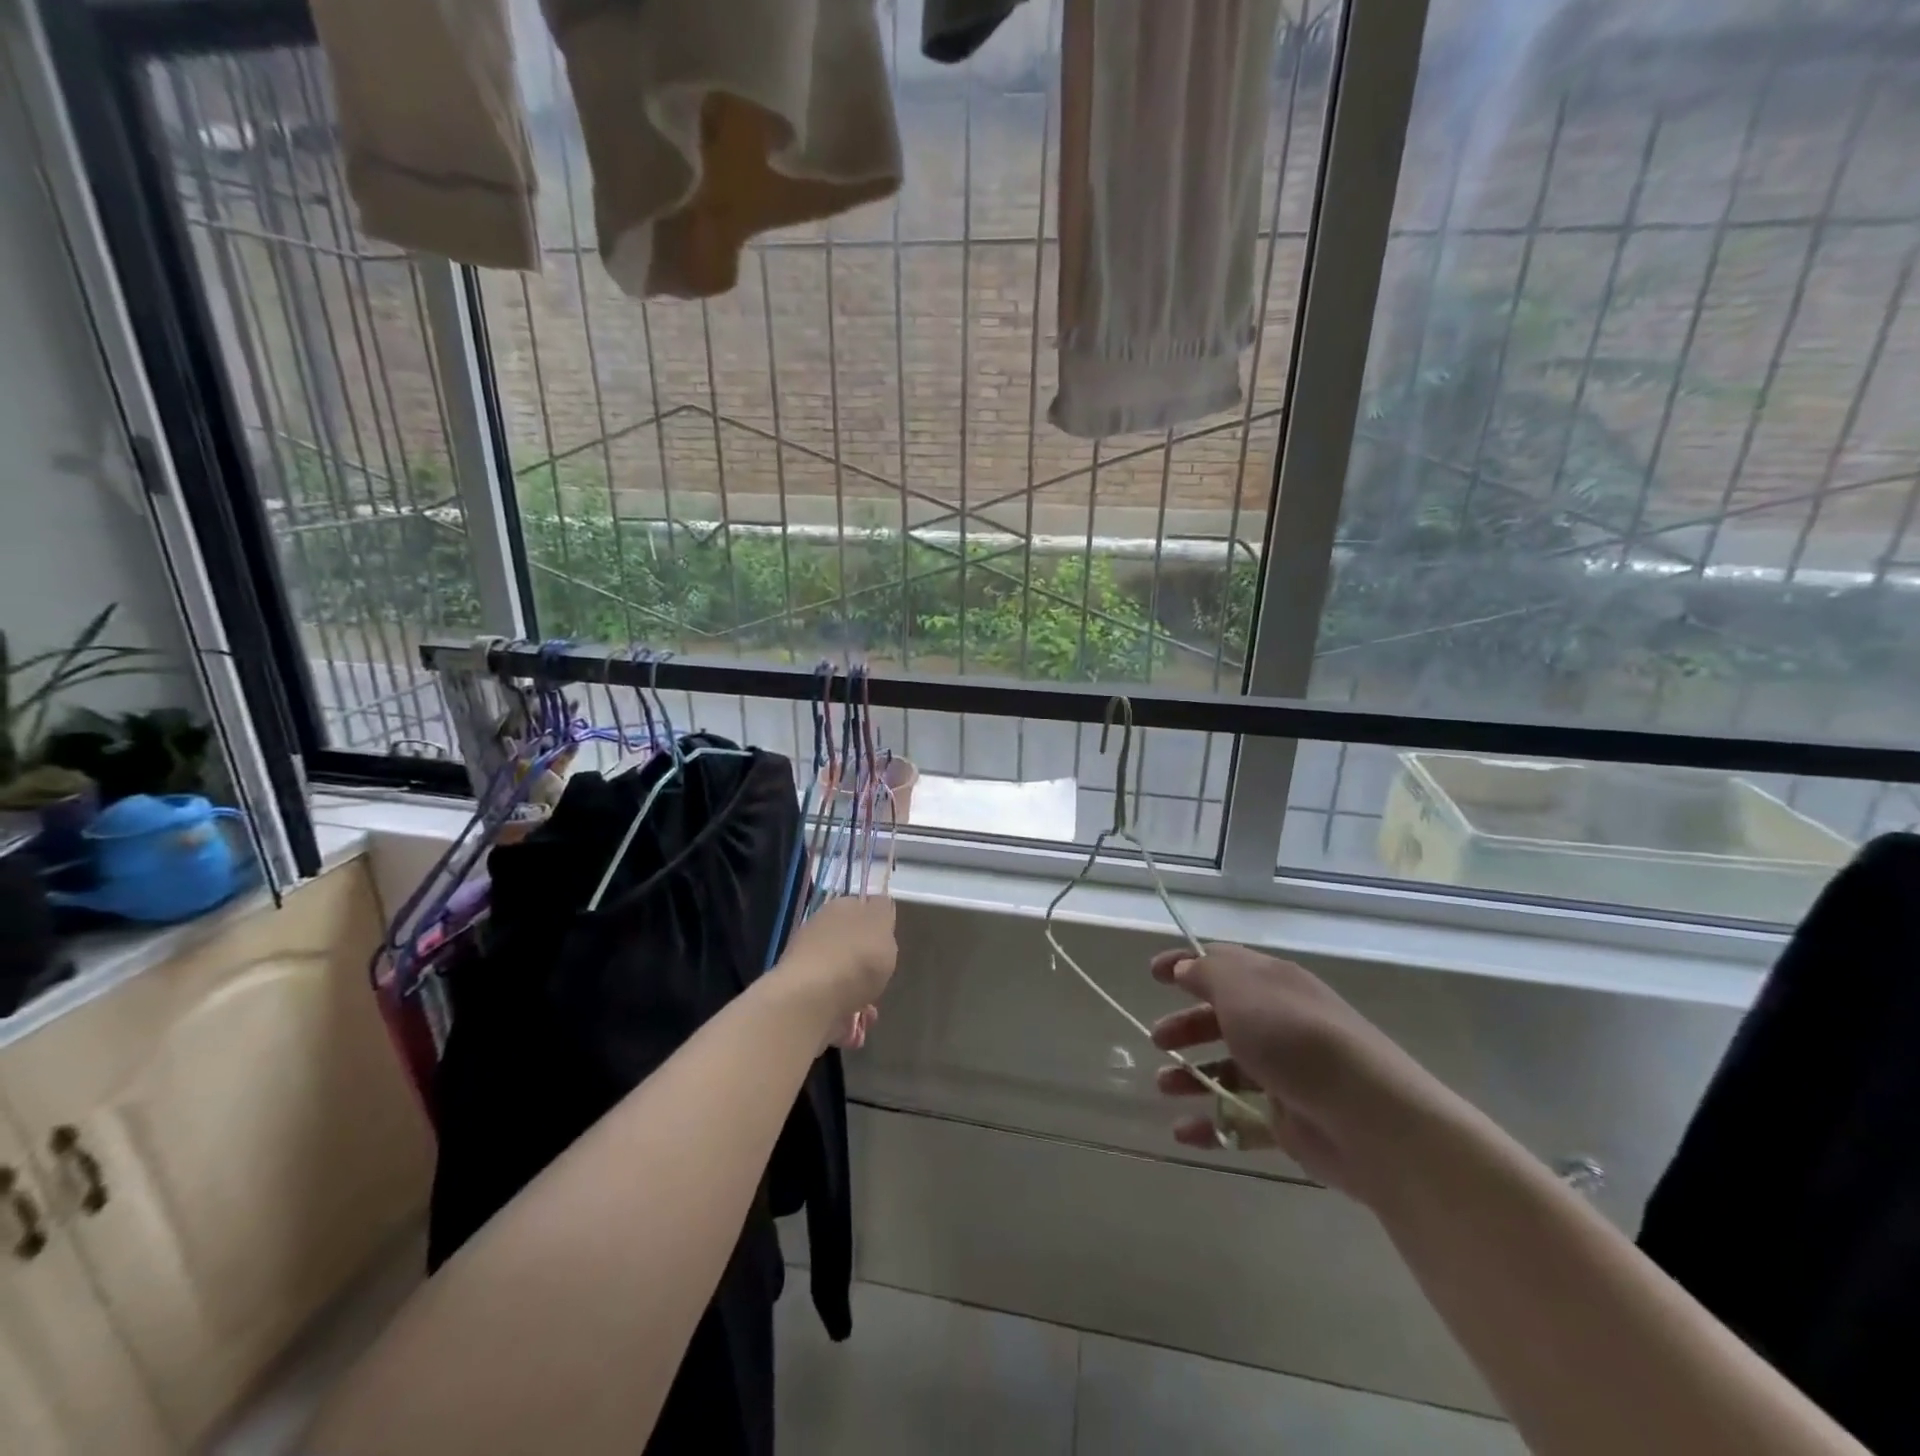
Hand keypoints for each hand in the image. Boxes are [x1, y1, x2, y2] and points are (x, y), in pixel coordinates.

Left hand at [776, 896, 898, 1046]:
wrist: (809, 1003)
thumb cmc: (855, 959)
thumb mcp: (881, 924)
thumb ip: (883, 911)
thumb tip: (878, 904)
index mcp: (837, 910)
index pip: (858, 908)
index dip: (876, 924)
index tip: (888, 942)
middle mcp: (817, 935)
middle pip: (848, 946)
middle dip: (865, 966)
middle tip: (881, 979)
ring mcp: (806, 969)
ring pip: (839, 980)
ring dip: (857, 997)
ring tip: (870, 1015)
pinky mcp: (800, 1002)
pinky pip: (829, 1009)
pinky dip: (843, 1020)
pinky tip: (855, 1032)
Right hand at [1148, 944, 1453, 1205]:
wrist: (1370, 1117)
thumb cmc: (1294, 1038)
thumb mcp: (1241, 990)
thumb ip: (1206, 974)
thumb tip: (1186, 967)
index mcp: (1272, 983)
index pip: (1223, 964)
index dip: (1186, 964)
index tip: (1153, 974)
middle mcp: (1280, 1022)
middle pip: (1224, 1018)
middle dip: (1187, 1026)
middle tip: (1157, 1039)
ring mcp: (1288, 1074)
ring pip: (1231, 1069)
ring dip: (1193, 1075)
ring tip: (1163, 1087)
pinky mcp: (1291, 1122)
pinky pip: (1242, 1119)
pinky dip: (1212, 1124)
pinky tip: (1183, 1134)